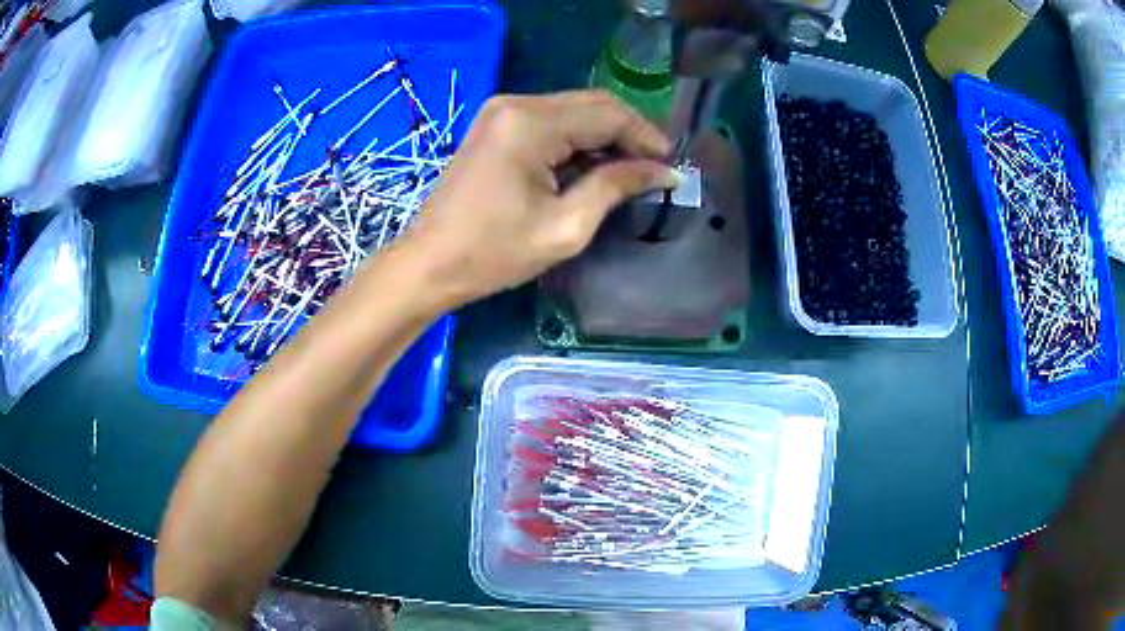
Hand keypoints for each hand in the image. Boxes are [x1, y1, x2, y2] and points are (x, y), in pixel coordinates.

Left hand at [398, 90, 679, 308]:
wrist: (430, 263)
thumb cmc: (494, 253)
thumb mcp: (566, 226)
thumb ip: (616, 186)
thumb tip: (665, 172)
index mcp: (531, 123)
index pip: (608, 114)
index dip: (646, 137)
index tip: (671, 167)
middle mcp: (516, 104)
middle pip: (593, 104)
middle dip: (630, 134)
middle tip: (655, 169)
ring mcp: (502, 111)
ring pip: (574, 110)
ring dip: (606, 136)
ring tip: (629, 172)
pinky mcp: (497, 124)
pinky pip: (551, 121)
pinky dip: (578, 140)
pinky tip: (592, 167)